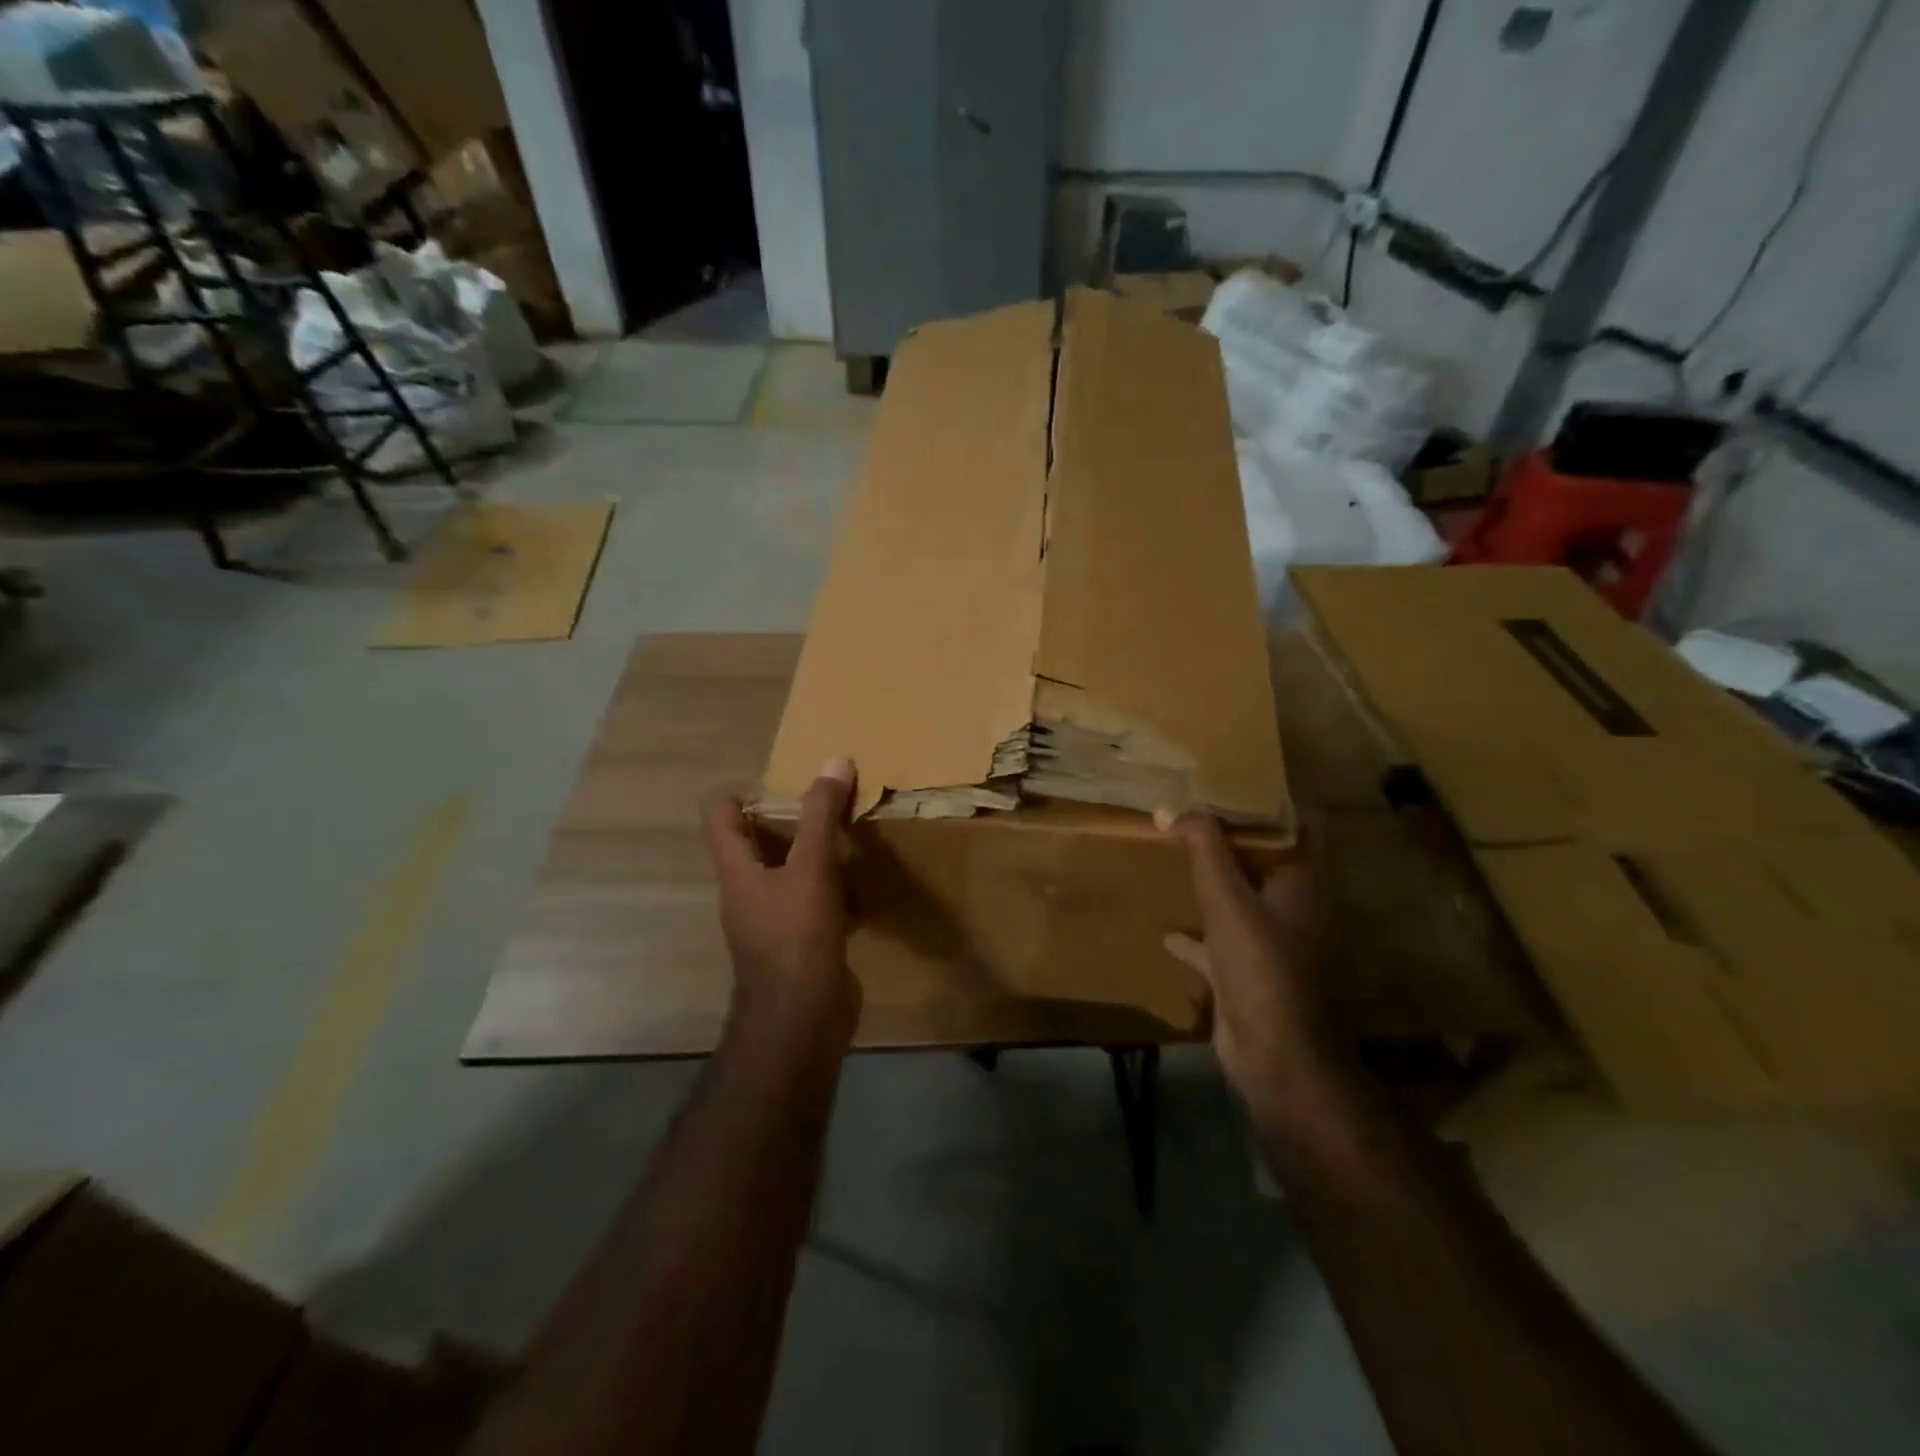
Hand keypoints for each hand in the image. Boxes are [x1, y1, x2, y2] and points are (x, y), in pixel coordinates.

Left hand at [704, 757, 860, 1044]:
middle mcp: (746, 893)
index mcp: (737, 871)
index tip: (780, 784)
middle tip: (823, 804)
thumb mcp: (811, 867)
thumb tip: (834, 761)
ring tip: (846, 836)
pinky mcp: (797, 945)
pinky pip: (810, 906)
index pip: (719, 818)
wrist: (802, 1017)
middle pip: (754, 845)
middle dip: (786, 821)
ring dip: (810, 856)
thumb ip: (821, 815)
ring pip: (786, 875)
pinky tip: (861, 886)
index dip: (740, 794)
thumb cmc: (796, 935)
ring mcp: (770, 923)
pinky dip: (830, 891)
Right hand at [1157, 809, 1336, 1117]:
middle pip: (1267, 858)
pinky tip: (1169, 929)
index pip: (1302, 822)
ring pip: (1244, 898)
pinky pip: (1221, 942)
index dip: (1274, 797)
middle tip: (1193, 808)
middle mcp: (1297, 906)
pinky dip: (1198, 934)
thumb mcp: (1227, 899)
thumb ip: (1203, 849)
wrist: (1277, 1059)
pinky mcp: (1251, 973)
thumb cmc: (1262, 967)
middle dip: (1232, 837)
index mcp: (1305, 880)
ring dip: (1216, 881)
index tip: (1235, 775)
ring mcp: (1275, 942)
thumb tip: (1172, 807)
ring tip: (1177, 855)